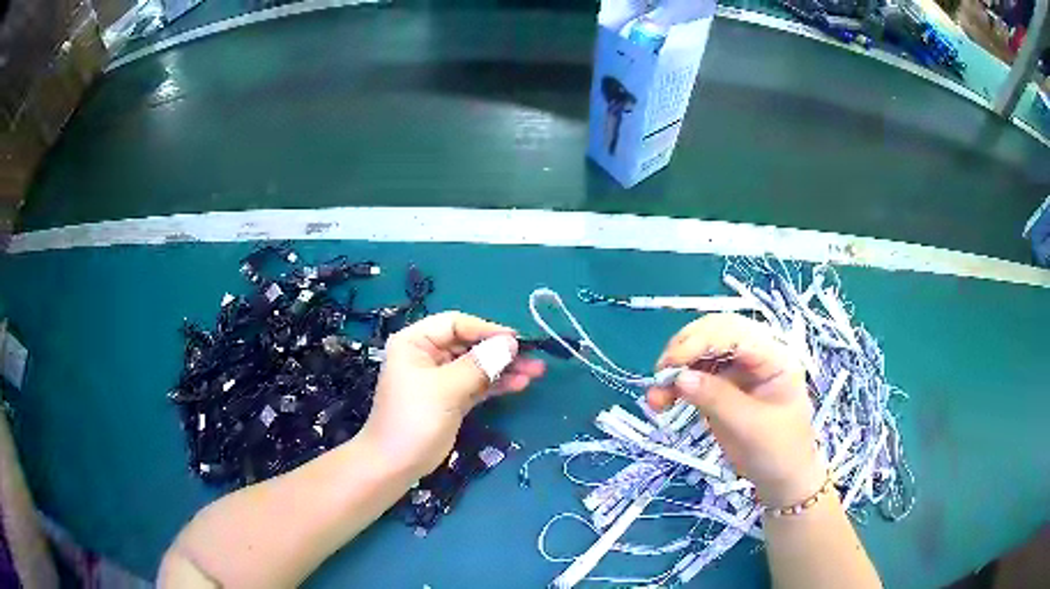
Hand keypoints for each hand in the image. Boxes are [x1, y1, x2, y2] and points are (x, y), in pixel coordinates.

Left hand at [359, 312, 545, 478]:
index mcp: (415, 342)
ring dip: (504, 368)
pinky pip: (477, 384)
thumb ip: (479, 364)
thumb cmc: (414, 419)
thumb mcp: (446, 388)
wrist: (396, 464)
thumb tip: (511, 343)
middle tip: (533, 358)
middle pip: (469, 344)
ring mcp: (440, 378)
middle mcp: (427, 355)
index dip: (487, 330)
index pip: (455, 324)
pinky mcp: (451, 399)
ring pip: (477, 365)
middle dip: (500, 351)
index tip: (517, 340)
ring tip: (536, 371)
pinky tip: (520, 384)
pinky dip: (497, 384)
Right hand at [647, 313, 823, 506]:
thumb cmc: (778, 451)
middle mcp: (756, 356)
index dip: (702, 340)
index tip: (672, 363)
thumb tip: (679, 377)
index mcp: (774, 357)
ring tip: (655, 397)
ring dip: (675, 368)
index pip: (736, 333)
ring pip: (700, 352)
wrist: (782, 479)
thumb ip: (717, 398)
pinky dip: (676, 384)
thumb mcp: (750, 426)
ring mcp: (738, 370)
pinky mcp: (723, 386)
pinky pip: (695, 374)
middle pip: (715, 333)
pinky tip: (661, 400)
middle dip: (685, 348)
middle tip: (660, 375)